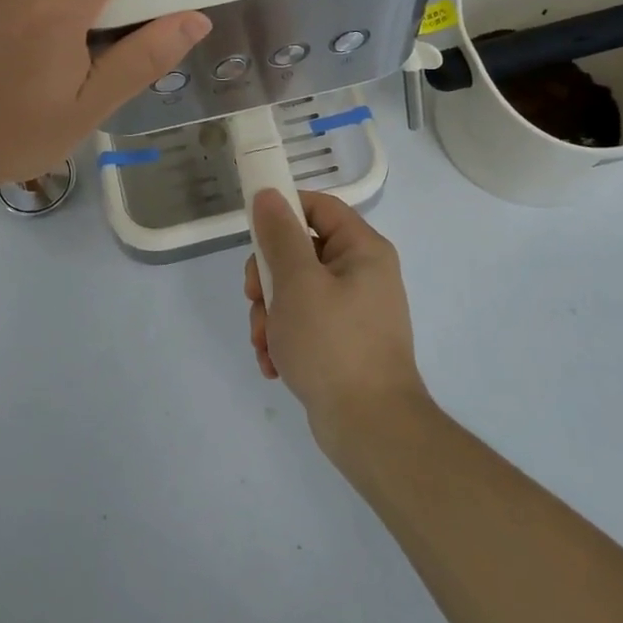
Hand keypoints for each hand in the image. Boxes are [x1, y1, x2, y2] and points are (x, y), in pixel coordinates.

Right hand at [245, 190, 429, 454]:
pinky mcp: (343, 343)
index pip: (319, 207)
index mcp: (362, 250)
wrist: (371, 428)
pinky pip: (304, 325)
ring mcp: (353, 311)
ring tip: (265, 343)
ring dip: (271, 315)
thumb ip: (279, 235)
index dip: (283, 211)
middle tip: (255, 299)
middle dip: (268, 279)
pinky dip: (284, 339)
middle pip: (300, 252)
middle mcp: (362, 274)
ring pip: (295, 292)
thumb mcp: (297, 282)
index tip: (252, 231)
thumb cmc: (333, 344)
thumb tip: (268, 194)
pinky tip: (274, 364)